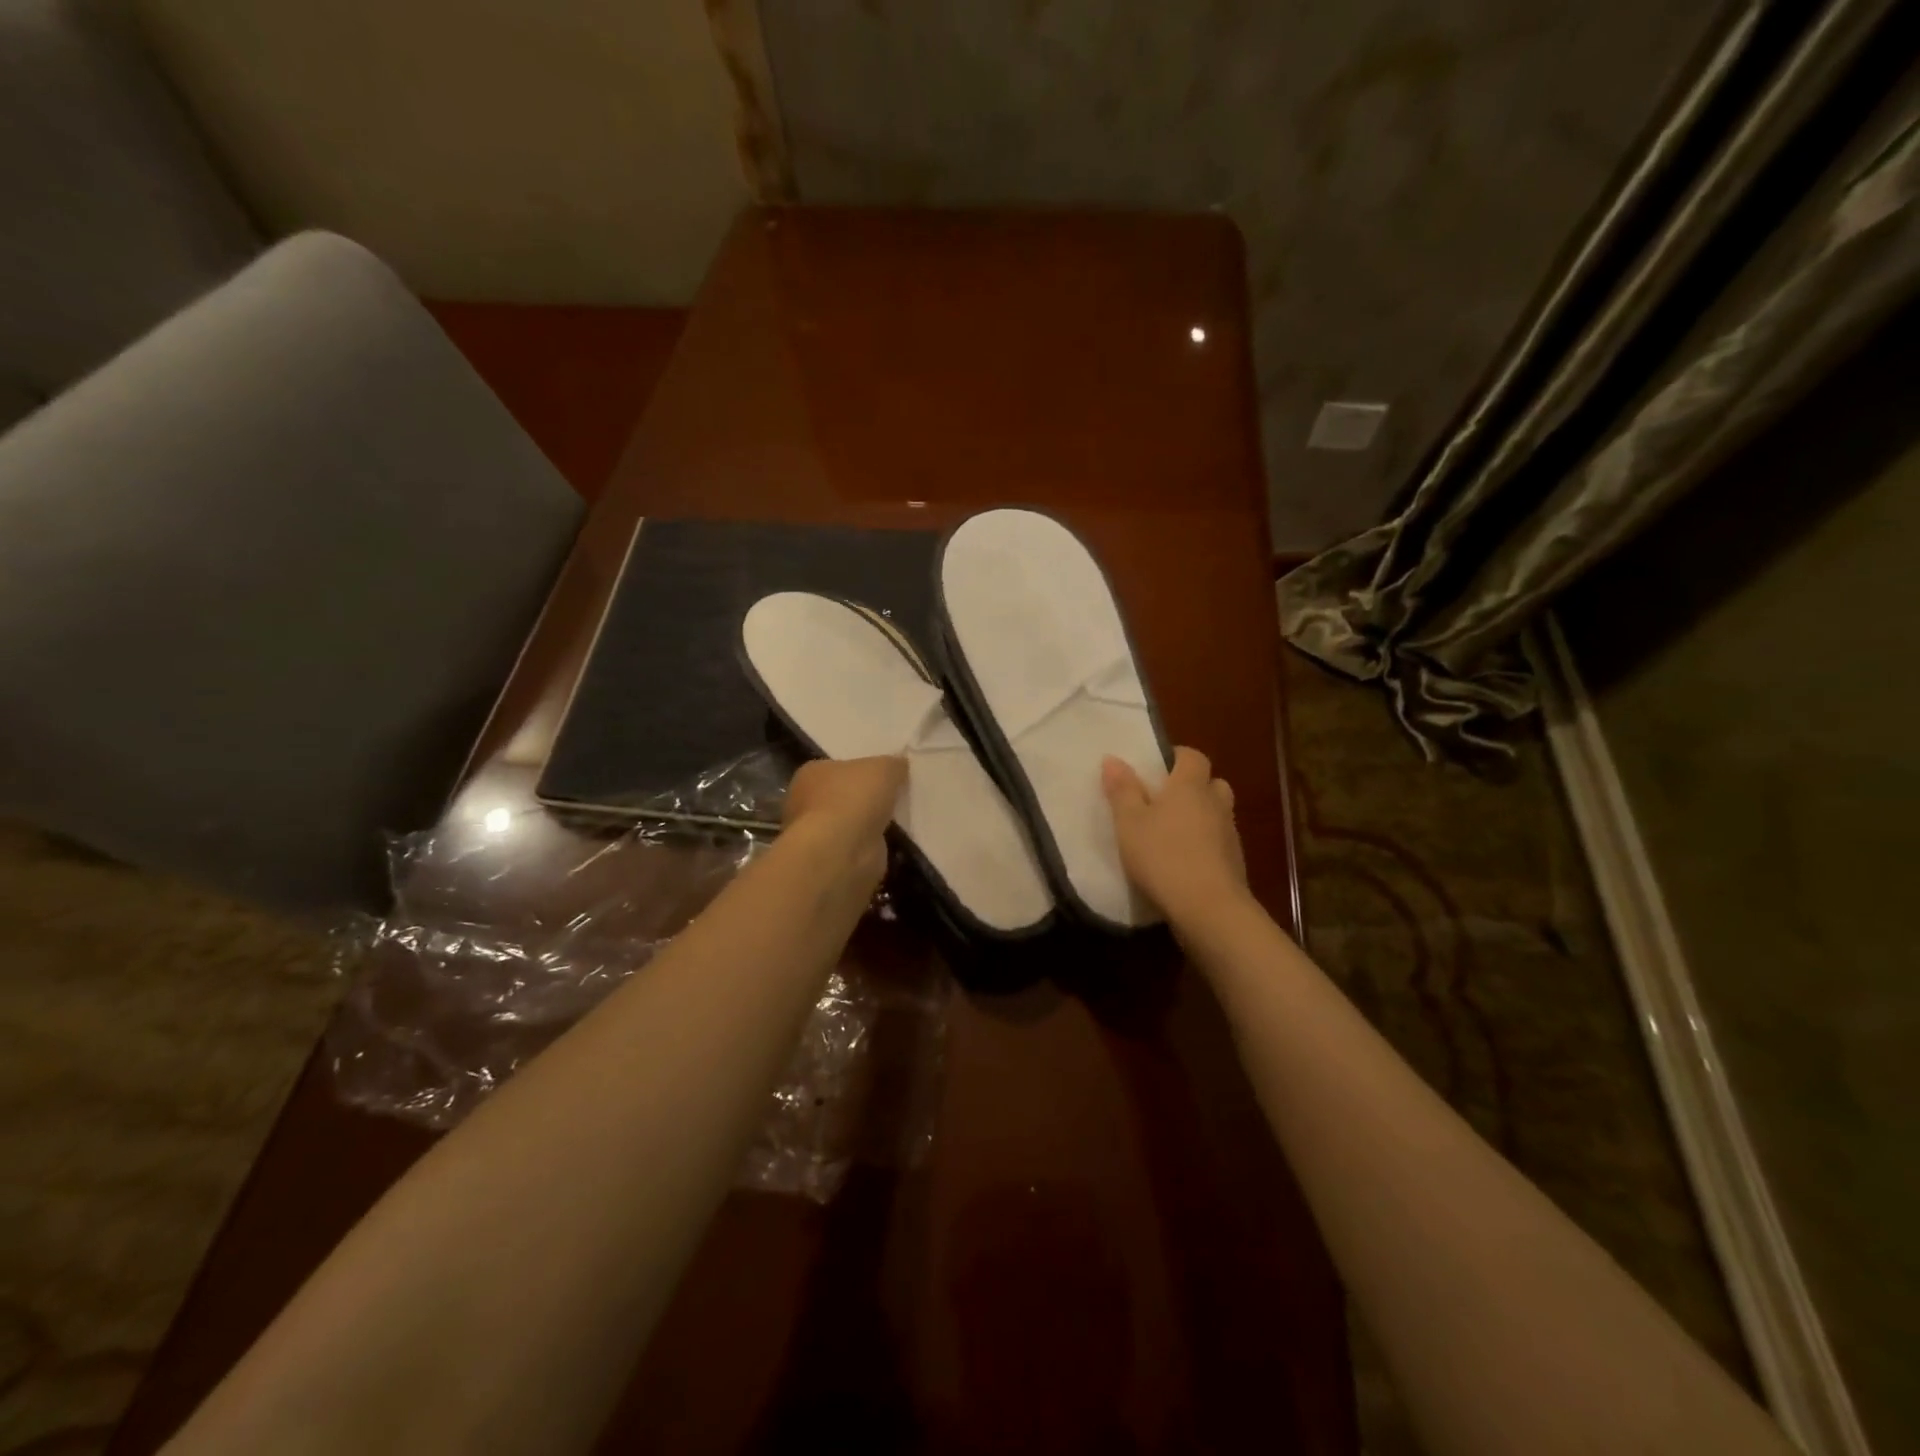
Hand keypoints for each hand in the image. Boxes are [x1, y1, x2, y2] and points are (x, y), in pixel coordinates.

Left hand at [782, 755, 905, 888]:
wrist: (841, 852)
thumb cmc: (853, 799)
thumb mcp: (884, 768)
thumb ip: (893, 764)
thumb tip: (899, 765)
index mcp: (811, 774)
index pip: (836, 768)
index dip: (860, 771)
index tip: (882, 776)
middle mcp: (805, 803)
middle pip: (841, 796)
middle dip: (863, 799)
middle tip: (893, 799)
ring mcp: (816, 835)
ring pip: (848, 825)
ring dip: (866, 825)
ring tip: (897, 822)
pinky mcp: (830, 861)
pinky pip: (856, 848)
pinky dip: (870, 847)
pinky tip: (889, 844)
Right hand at [1102, 747, 1247, 924]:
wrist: (1208, 909)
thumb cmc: (1163, 856)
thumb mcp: (1129, 823)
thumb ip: (1122, 790)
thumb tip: (1113, 759)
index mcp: (1190, 786)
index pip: (1192, 756)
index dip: (1176, 757)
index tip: (1156, 769)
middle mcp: (1215, 804)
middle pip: (1211, 783)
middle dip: (1193, 787)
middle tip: (1165, 801)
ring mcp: (1230, 835)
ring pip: (1217, 814)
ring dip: (1200, 818)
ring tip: (1171, 834)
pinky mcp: (1235, 864)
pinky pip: (1219, 843)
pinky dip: (1205, 845)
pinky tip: (1183, 862)